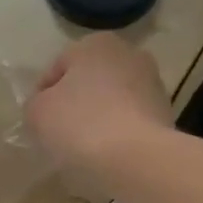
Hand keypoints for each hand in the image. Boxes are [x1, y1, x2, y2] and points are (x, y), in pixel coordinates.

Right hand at [26, 33, 174, 184]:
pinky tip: (108, 154)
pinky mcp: (166, 113)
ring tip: (84, 148)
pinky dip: (118, 133)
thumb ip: (35, 103)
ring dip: (98, 118)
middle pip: (88, 82)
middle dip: (74, 104)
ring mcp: (152, 83)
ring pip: (111, 101)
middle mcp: (128, 54)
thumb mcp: (37, 112)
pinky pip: (130, 121)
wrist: (137, 158)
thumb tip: (45, 107)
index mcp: (95, 44)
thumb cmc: (80, 124)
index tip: (38, 123)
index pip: (56, 69)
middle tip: (59, 134)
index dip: (42, 97)